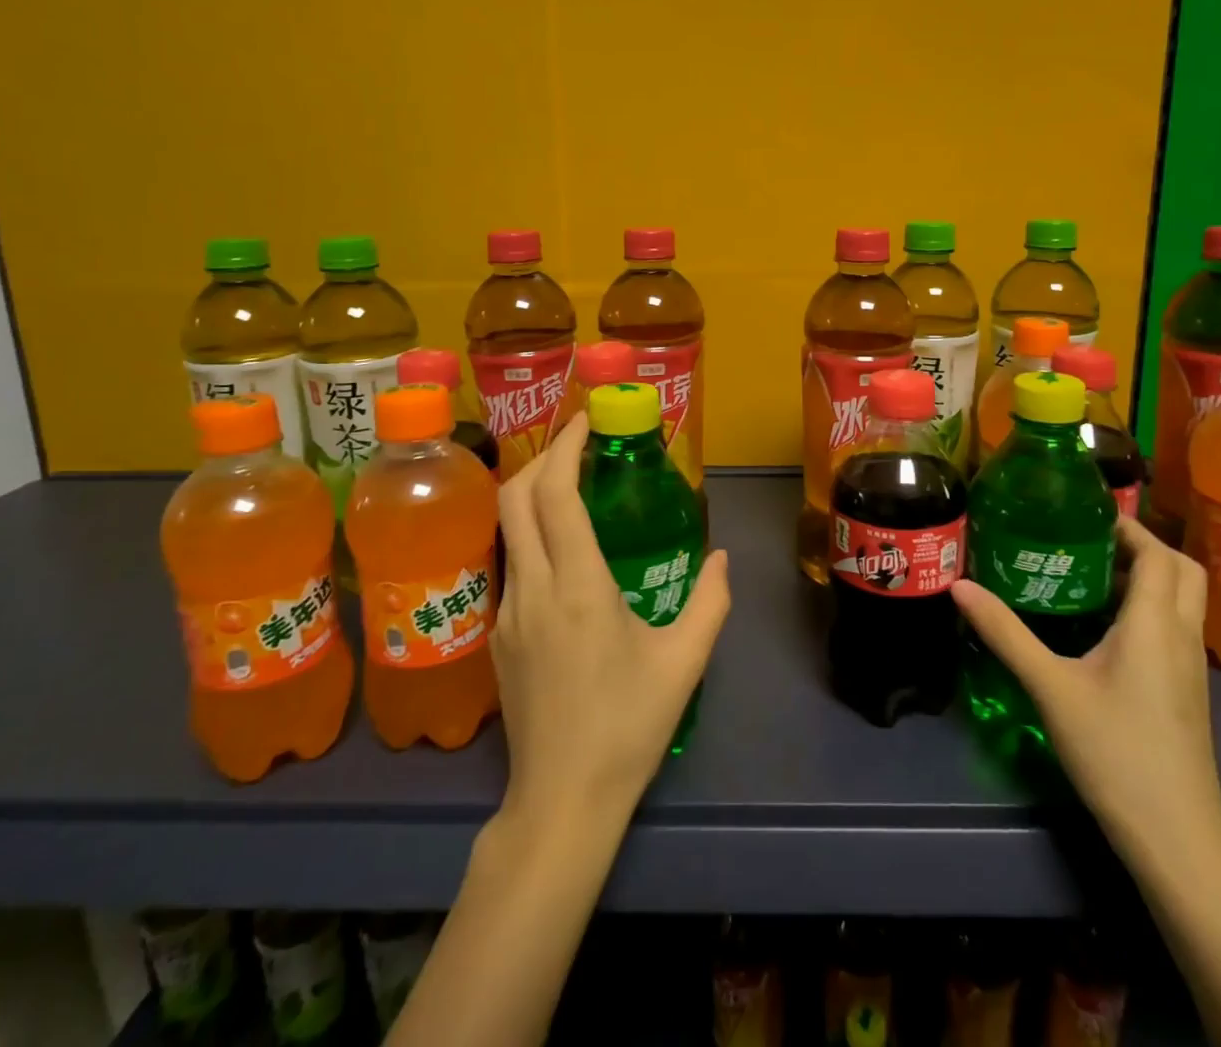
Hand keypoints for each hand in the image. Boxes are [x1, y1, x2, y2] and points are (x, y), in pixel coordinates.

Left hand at [491, 415, 730, 828]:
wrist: (562, 800)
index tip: (585, 419)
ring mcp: (507, 612)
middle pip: (515, 497)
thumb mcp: (685, 662)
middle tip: (579, 443)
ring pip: (507, 529)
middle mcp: (533, 589)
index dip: (566, 447)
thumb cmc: (628, 726)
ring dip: (533, 492)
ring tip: (572, 484)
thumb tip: (722, 557)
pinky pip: (512, 563)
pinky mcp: (498, 634)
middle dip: (543, 456)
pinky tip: (563, 550)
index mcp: (578, 587)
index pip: (555, 495)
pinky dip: (532, 532)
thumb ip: (710, 601)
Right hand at [953, 517, 1220, 869]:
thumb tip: (959, 586)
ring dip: (1146, 576)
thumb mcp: (1050, 687)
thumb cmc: (1115, 752)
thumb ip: (1005, 633)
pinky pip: (1174, 627)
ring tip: (1087, 574)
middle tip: (1088, 541)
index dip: (1127, 527)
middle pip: (1182, 570)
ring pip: (1182, 600)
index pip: (1158, 554)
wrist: (1176, 839)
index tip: (1082, 514)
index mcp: (1156, 624)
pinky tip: (1102, 627)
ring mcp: (1190, 667)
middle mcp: (1182, 636)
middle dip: (1142, 545)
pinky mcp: (1186, 691)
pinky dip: (1148, 608)